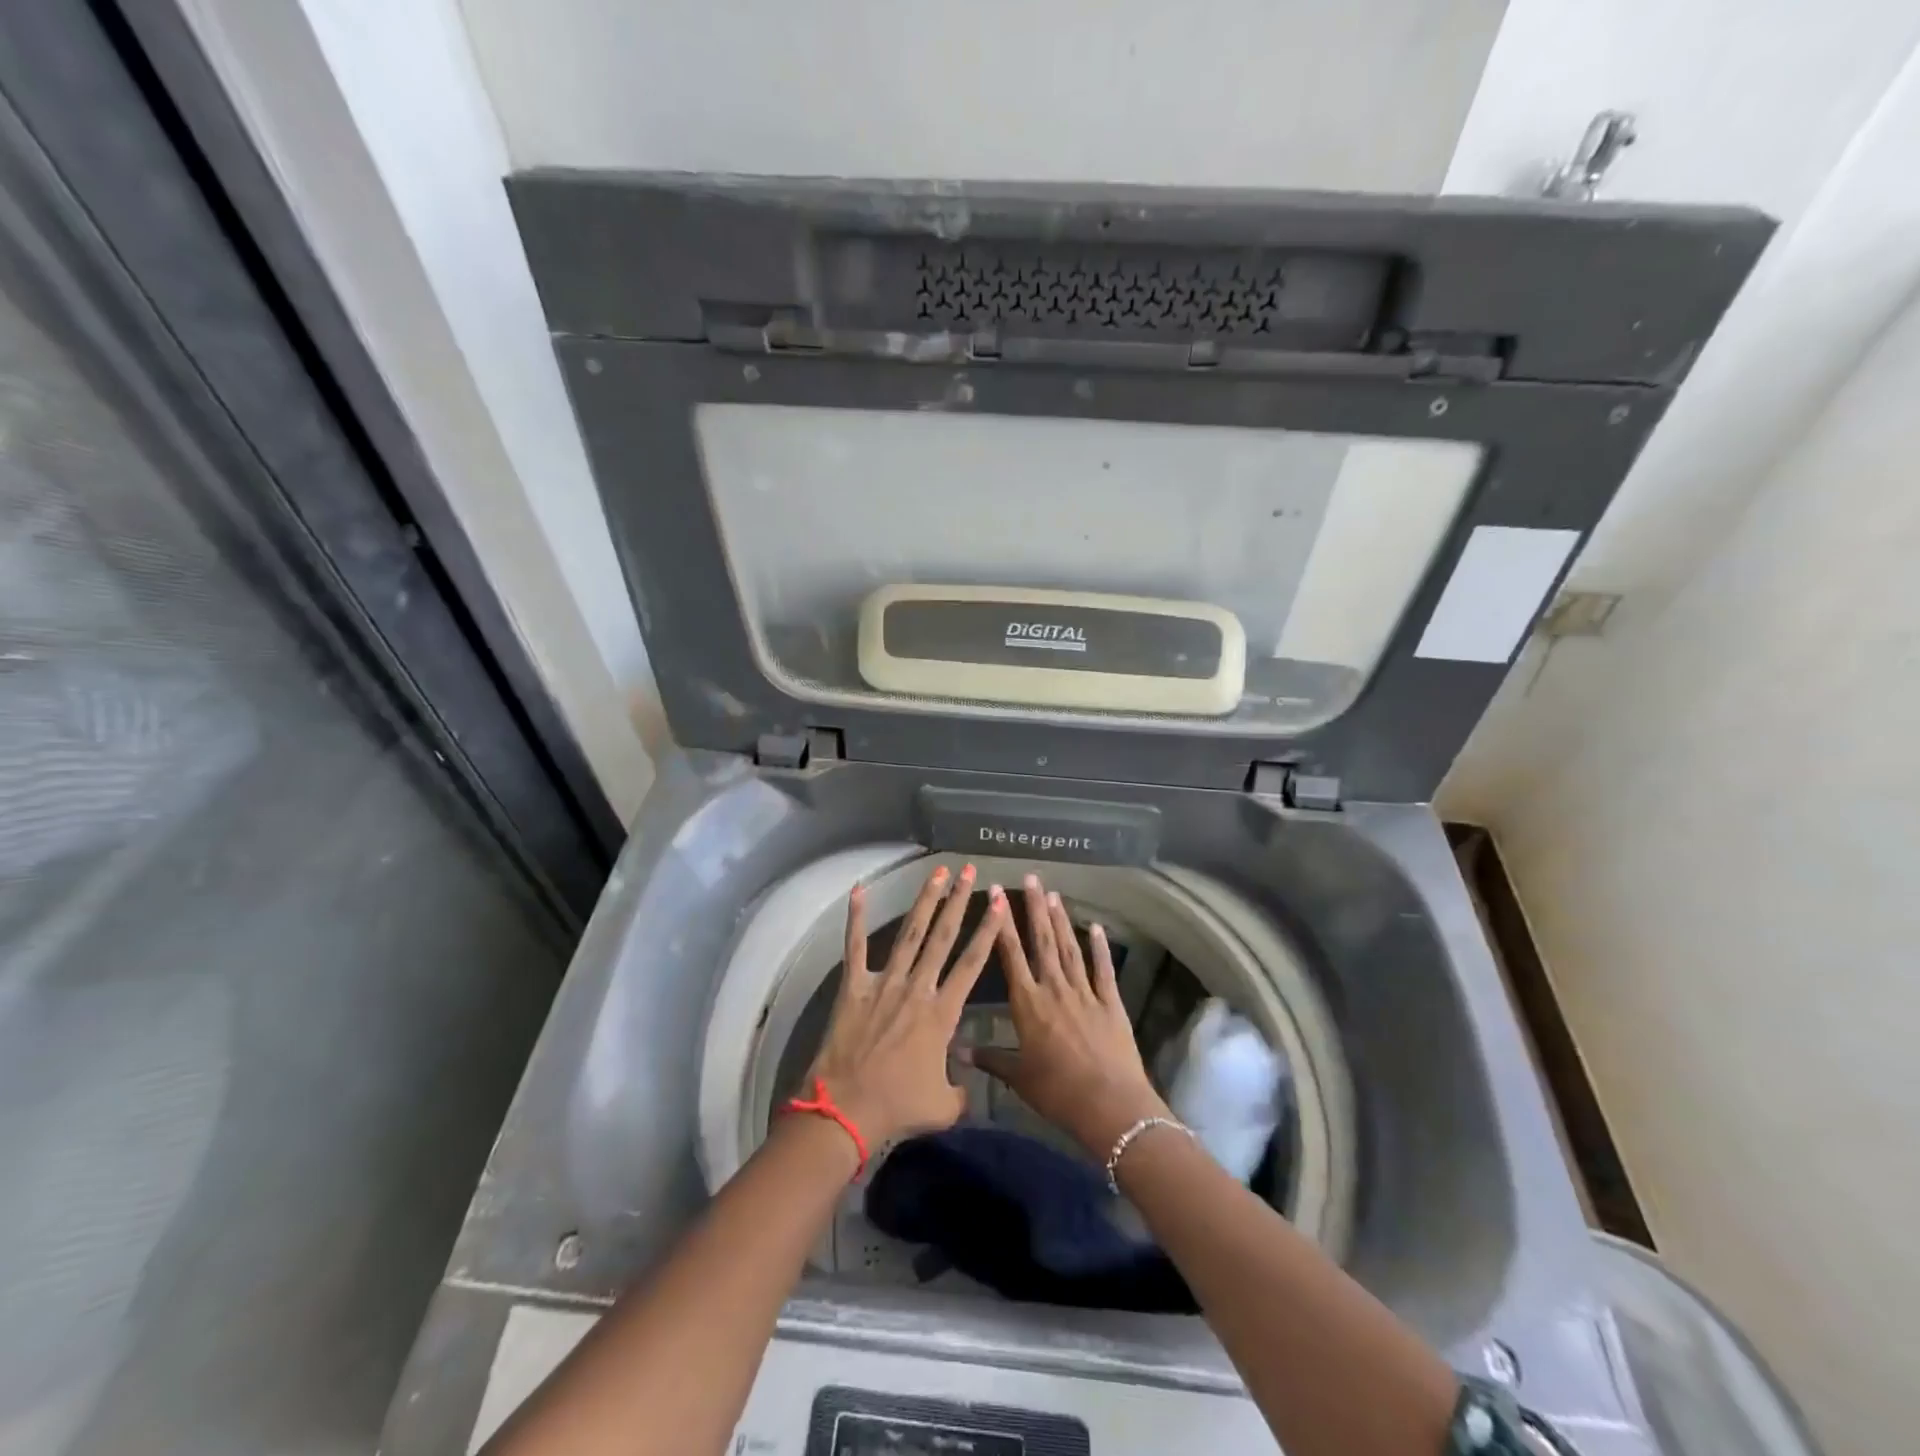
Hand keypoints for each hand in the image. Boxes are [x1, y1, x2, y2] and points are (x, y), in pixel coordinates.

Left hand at [807, 864, 1005, 1150]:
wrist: (846, 1109)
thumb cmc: (898, 1106)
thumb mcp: (943, 1106)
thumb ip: (961, 1090)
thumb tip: (965, 1085)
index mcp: (942, 1013)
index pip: (972, 962)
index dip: (988, 930)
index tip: (999, 902)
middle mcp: (917, 988)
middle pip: (943, 936)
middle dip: (959, 901)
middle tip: (969, 872)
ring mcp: (885, 983)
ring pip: (909, 933)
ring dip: (924, 901)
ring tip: (937, 872)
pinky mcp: (854, 986)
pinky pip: (855, 947)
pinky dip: (856, 918)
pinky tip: (858, 890)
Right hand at [966, 874, 1170, 1158]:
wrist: (1109, 1104)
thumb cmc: (1057, 1091)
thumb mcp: (1018, 1077)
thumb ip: (989, 1058)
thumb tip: (955, 1050)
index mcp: (1028, 1003)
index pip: (1011, 954)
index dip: (1002, 923)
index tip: (996, 893)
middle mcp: (1054, 988)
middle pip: (1043, 940)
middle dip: (1035, 908)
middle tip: (1032, 877)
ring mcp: (1085, 992)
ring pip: (1070, 948)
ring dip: (1062, 920)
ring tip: (1054, 894)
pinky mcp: (1110, 1002)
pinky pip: (1103, 969)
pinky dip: (1100, 947)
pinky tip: (1096, 927)